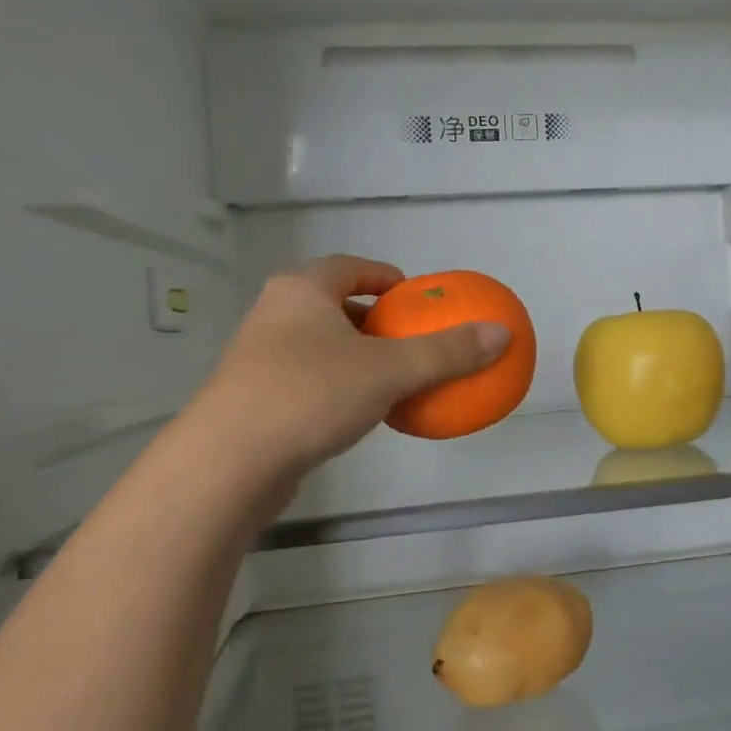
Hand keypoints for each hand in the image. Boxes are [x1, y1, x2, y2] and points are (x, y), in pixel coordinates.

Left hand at [201, 256, 510, 478]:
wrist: (228, 463)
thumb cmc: (310, 395)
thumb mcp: (389, 370)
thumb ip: (446, 353)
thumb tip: (502, 334)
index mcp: (301, 292)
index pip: (348, 267)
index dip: (384, 276)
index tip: (413, 295)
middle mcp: (275, 316)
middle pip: (333, 305)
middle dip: (373, 320)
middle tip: (409, 337)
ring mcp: (259, 360)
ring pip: (320, 346)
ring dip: (357, 356)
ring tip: (394, 377)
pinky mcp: (255, 400)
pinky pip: (309, 381)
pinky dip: (340, 388)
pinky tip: (363, 414)